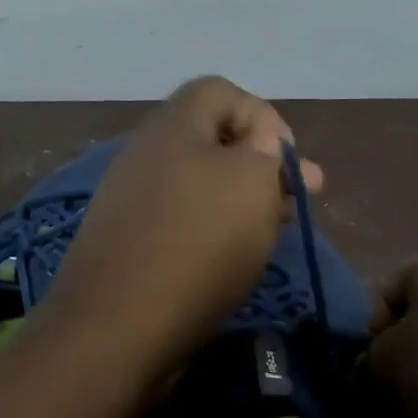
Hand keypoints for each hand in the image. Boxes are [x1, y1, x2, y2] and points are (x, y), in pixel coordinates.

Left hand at [43, 77, 323, 373]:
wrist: (118, 326)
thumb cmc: (198, 243)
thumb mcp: (251, 184)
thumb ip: (265, 151)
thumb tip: (262, 139)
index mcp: (173, 126)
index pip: (221, 91)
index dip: (263, 115)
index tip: (287, 157)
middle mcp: (146, 154)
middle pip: (212, 141)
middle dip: (261, 165)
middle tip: (298, 199)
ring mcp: (131, 200)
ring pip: (199, 185)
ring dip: (241, 200)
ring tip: (274, 228)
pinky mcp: (127, 242)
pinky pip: (180, 220)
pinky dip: (212, 229)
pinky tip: (232, 256)